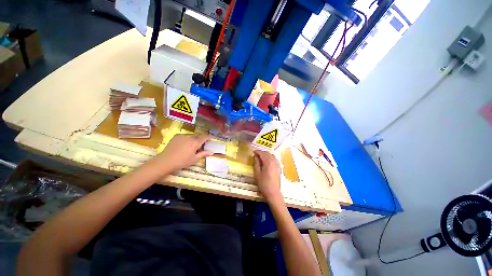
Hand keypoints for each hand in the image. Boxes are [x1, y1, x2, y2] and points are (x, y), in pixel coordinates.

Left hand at [154, 134, 212, 171]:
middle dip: (202, 137)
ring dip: (195, 137)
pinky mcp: (176, 136)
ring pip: (192, 135)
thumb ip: (203, 154)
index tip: (212, 138)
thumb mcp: (194, 159)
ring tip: (194, 144)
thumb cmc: (182, 161)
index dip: (209, 137)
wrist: (166, 161)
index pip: (204, 137)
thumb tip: (212, 152)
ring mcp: (182, 136)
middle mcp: (190, 137)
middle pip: (198, 135)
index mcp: (195, 142)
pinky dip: (188, 138)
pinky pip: (185, 135)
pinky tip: (186, 143)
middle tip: (204, 142)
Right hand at [253, 150, 282, 203]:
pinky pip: (275, 159)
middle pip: (267, 153)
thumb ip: (256, 163)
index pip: (262, 153)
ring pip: (272, 155)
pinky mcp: (279, 167)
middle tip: (256, 154)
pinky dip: (270, 157)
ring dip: (266, 154)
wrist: (273, 192)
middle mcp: (274, 161)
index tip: (253, 151)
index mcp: (268, 162)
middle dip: (262, 152)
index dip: (257, 151)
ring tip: (261, 157)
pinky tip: (267, 161)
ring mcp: (278, 164)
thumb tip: (255, 156)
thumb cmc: (263, 184)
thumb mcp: (257, 173)